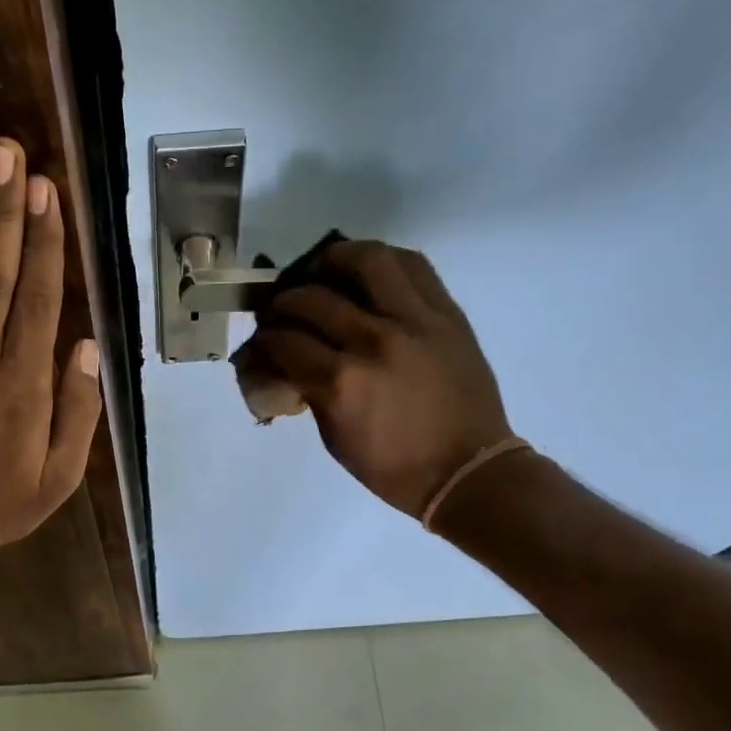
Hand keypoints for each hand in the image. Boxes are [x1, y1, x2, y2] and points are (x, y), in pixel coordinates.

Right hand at [245, 240, 511, 517]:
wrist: (467, 469)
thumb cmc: (393, 466)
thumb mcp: (334, 436)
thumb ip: (308, 389)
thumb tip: (284, 359)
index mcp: (341, 382)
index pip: (284, 340)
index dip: (264, 338)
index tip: (263, 339)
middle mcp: (373, 341)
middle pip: (312, 297)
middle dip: (284, 302)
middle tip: (282, 310)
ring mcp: (414, 321)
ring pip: (365, 261)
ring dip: (333, 260)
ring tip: (322, 271)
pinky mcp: (445, 313)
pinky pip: (412, 266)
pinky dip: (382, 261)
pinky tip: (367, 273)